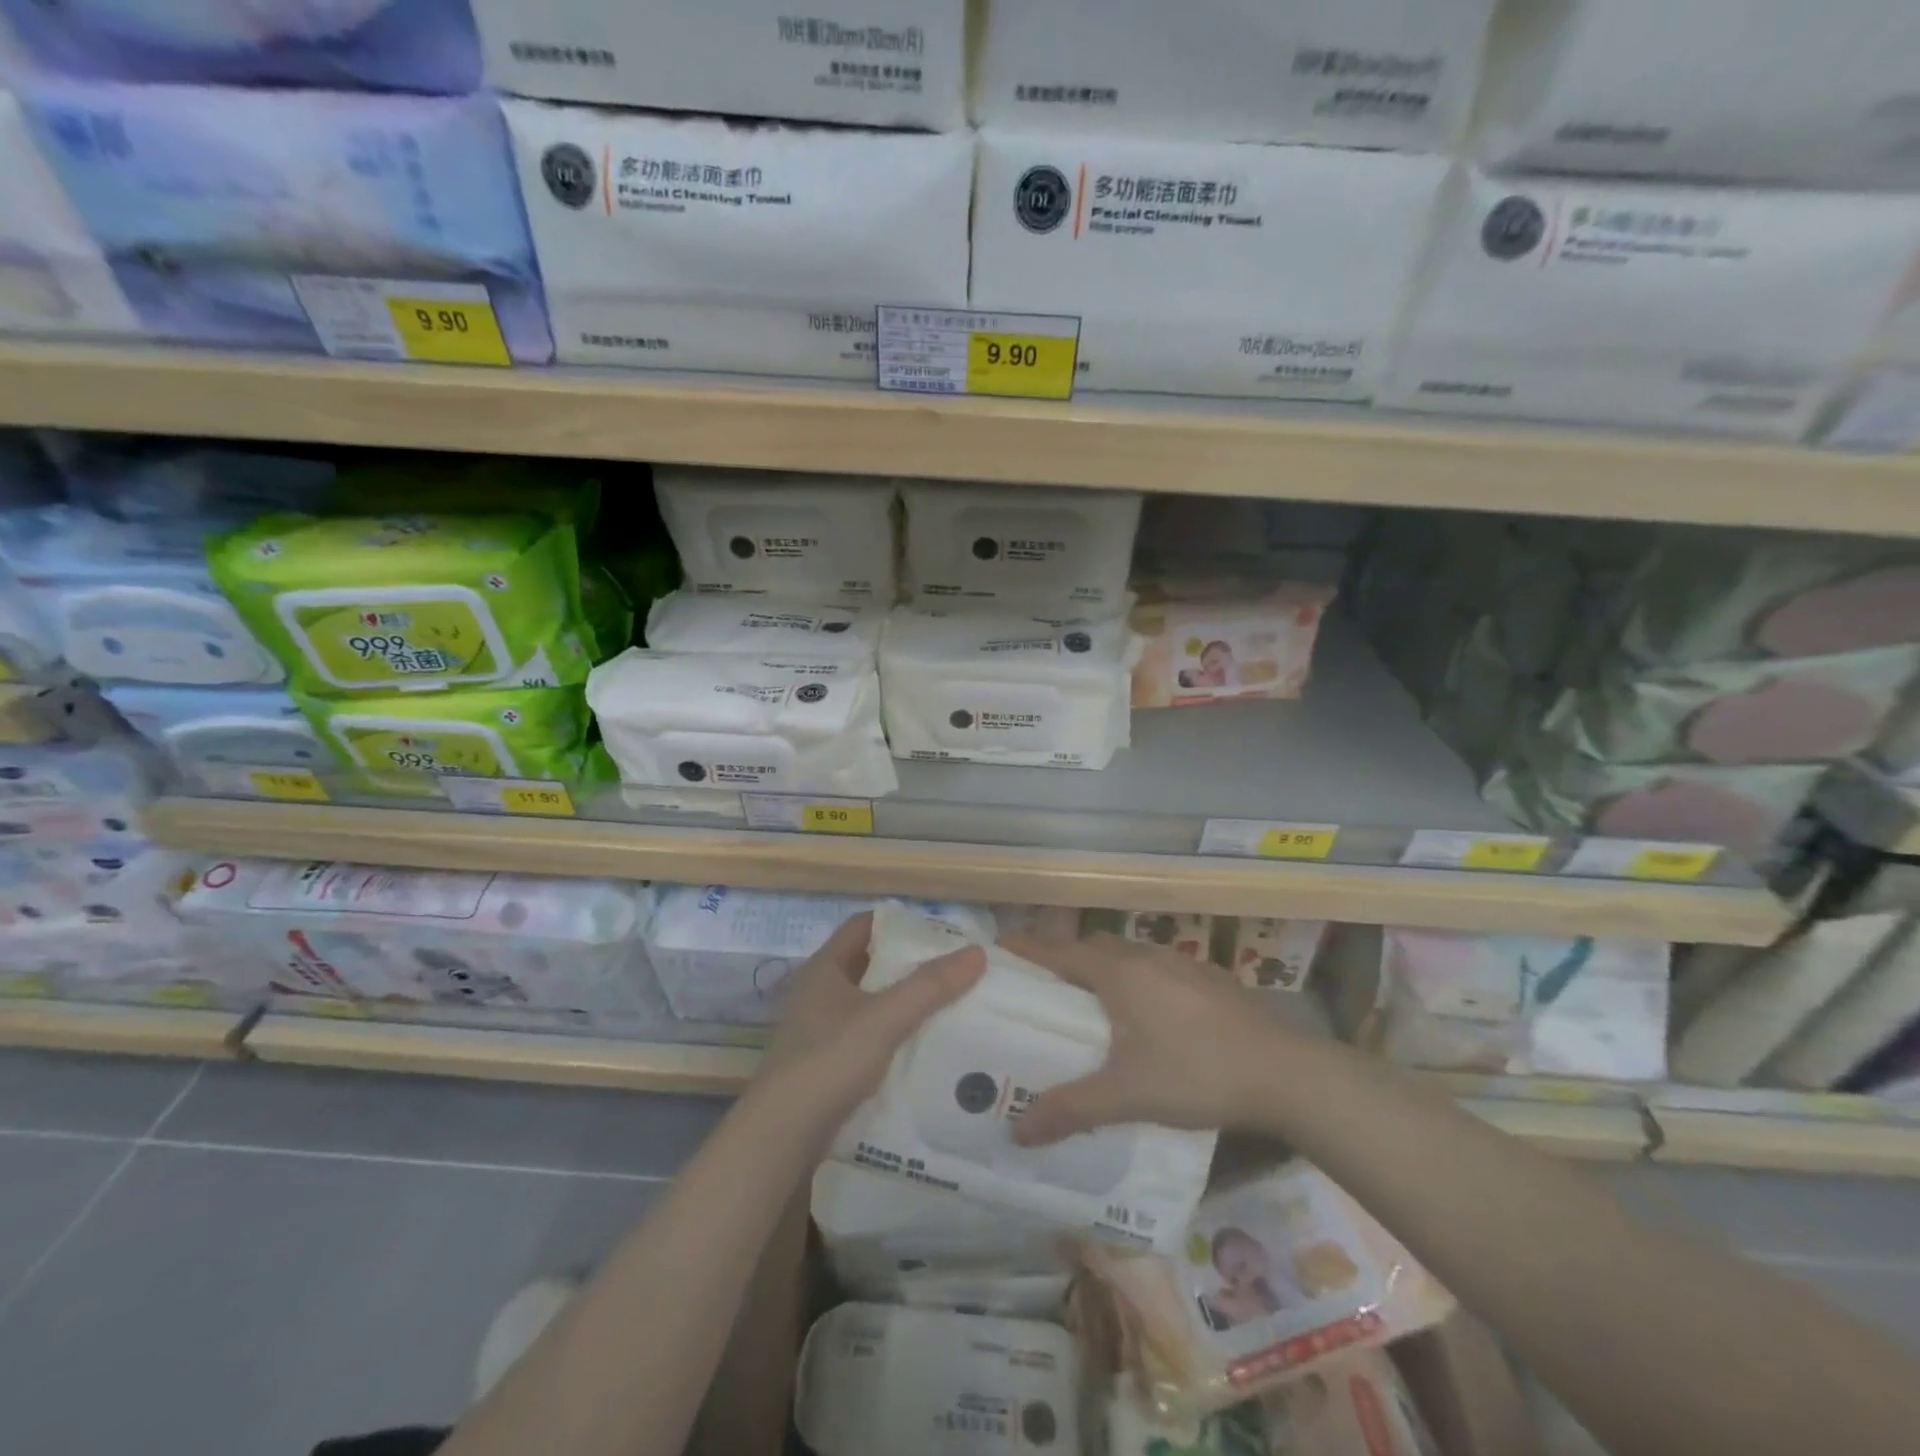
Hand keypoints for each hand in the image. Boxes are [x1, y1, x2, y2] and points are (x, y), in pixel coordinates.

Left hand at [757, 911, 985, 1132]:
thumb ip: (930, 985)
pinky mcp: (825, 1066)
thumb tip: (977, 952)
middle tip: (953, 970)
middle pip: (869, 965)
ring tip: (948, 1007)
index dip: (899, 924)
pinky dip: (893, 1037)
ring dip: (903, 1004)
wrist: (781, 1137)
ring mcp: (819, 1031)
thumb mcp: (885, 1017)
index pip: (863, 926)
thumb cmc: (829, 1060)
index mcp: (824, 968)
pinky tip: (924, 1048)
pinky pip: (867, 1039)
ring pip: (870, 1005)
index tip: (939, 933)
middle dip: (908, 966)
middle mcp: (818, 993)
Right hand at [1001, 932, 1297, 1145]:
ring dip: (1104, 970)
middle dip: (1065, 961)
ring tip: (1093, 1006)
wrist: (1285, 1073)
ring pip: (1128, 956)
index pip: (1058, 952)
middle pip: (1092, 948)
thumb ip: (1070, 1109)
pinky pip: (1157, 969)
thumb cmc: (1195, 1074)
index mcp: (1118, 972)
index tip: (998, 951)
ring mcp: (1181, 963)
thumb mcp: (1126, 1095)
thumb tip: (1016, 1132)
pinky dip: (1138, 981)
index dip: (1026, 950)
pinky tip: (1150, 1018)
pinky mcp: (1209, 979)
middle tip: (1044, 991)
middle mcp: (1145, 956)